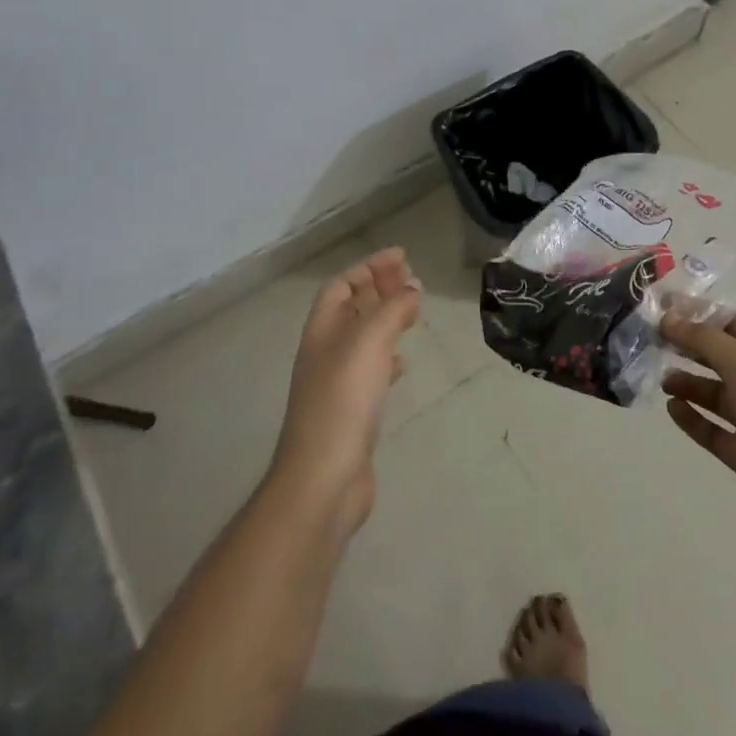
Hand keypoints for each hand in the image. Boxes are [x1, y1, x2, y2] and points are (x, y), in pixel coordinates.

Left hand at [271, 248, 420, 534]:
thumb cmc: (343, 400)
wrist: (324, 478)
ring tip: (414, 311)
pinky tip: (402, 362)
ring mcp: (337, 384)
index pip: (341, 286)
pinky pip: (371, 370)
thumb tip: (412, 289)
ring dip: (387, 320)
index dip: (368, 267)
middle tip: (412, 279)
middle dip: (380, 289)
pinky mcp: (352, 412)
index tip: (401, 257)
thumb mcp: (369, 342)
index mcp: (322, 331)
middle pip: (352, 309)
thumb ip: (392, 310)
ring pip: (363, 338)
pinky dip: (388, 357)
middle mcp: (326, 352)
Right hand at [660, 308, 735, 544]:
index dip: (700, 311)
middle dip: (690, 345)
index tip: (663, 306)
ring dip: (688, 382)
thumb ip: (703, 338)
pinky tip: (671, 409)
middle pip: (722, 356)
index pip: (733, 321)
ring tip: (662, 379)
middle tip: (653, 339)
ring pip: (716, 393)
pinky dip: (692, 418)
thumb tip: (668, 318)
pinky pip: (712, 429)